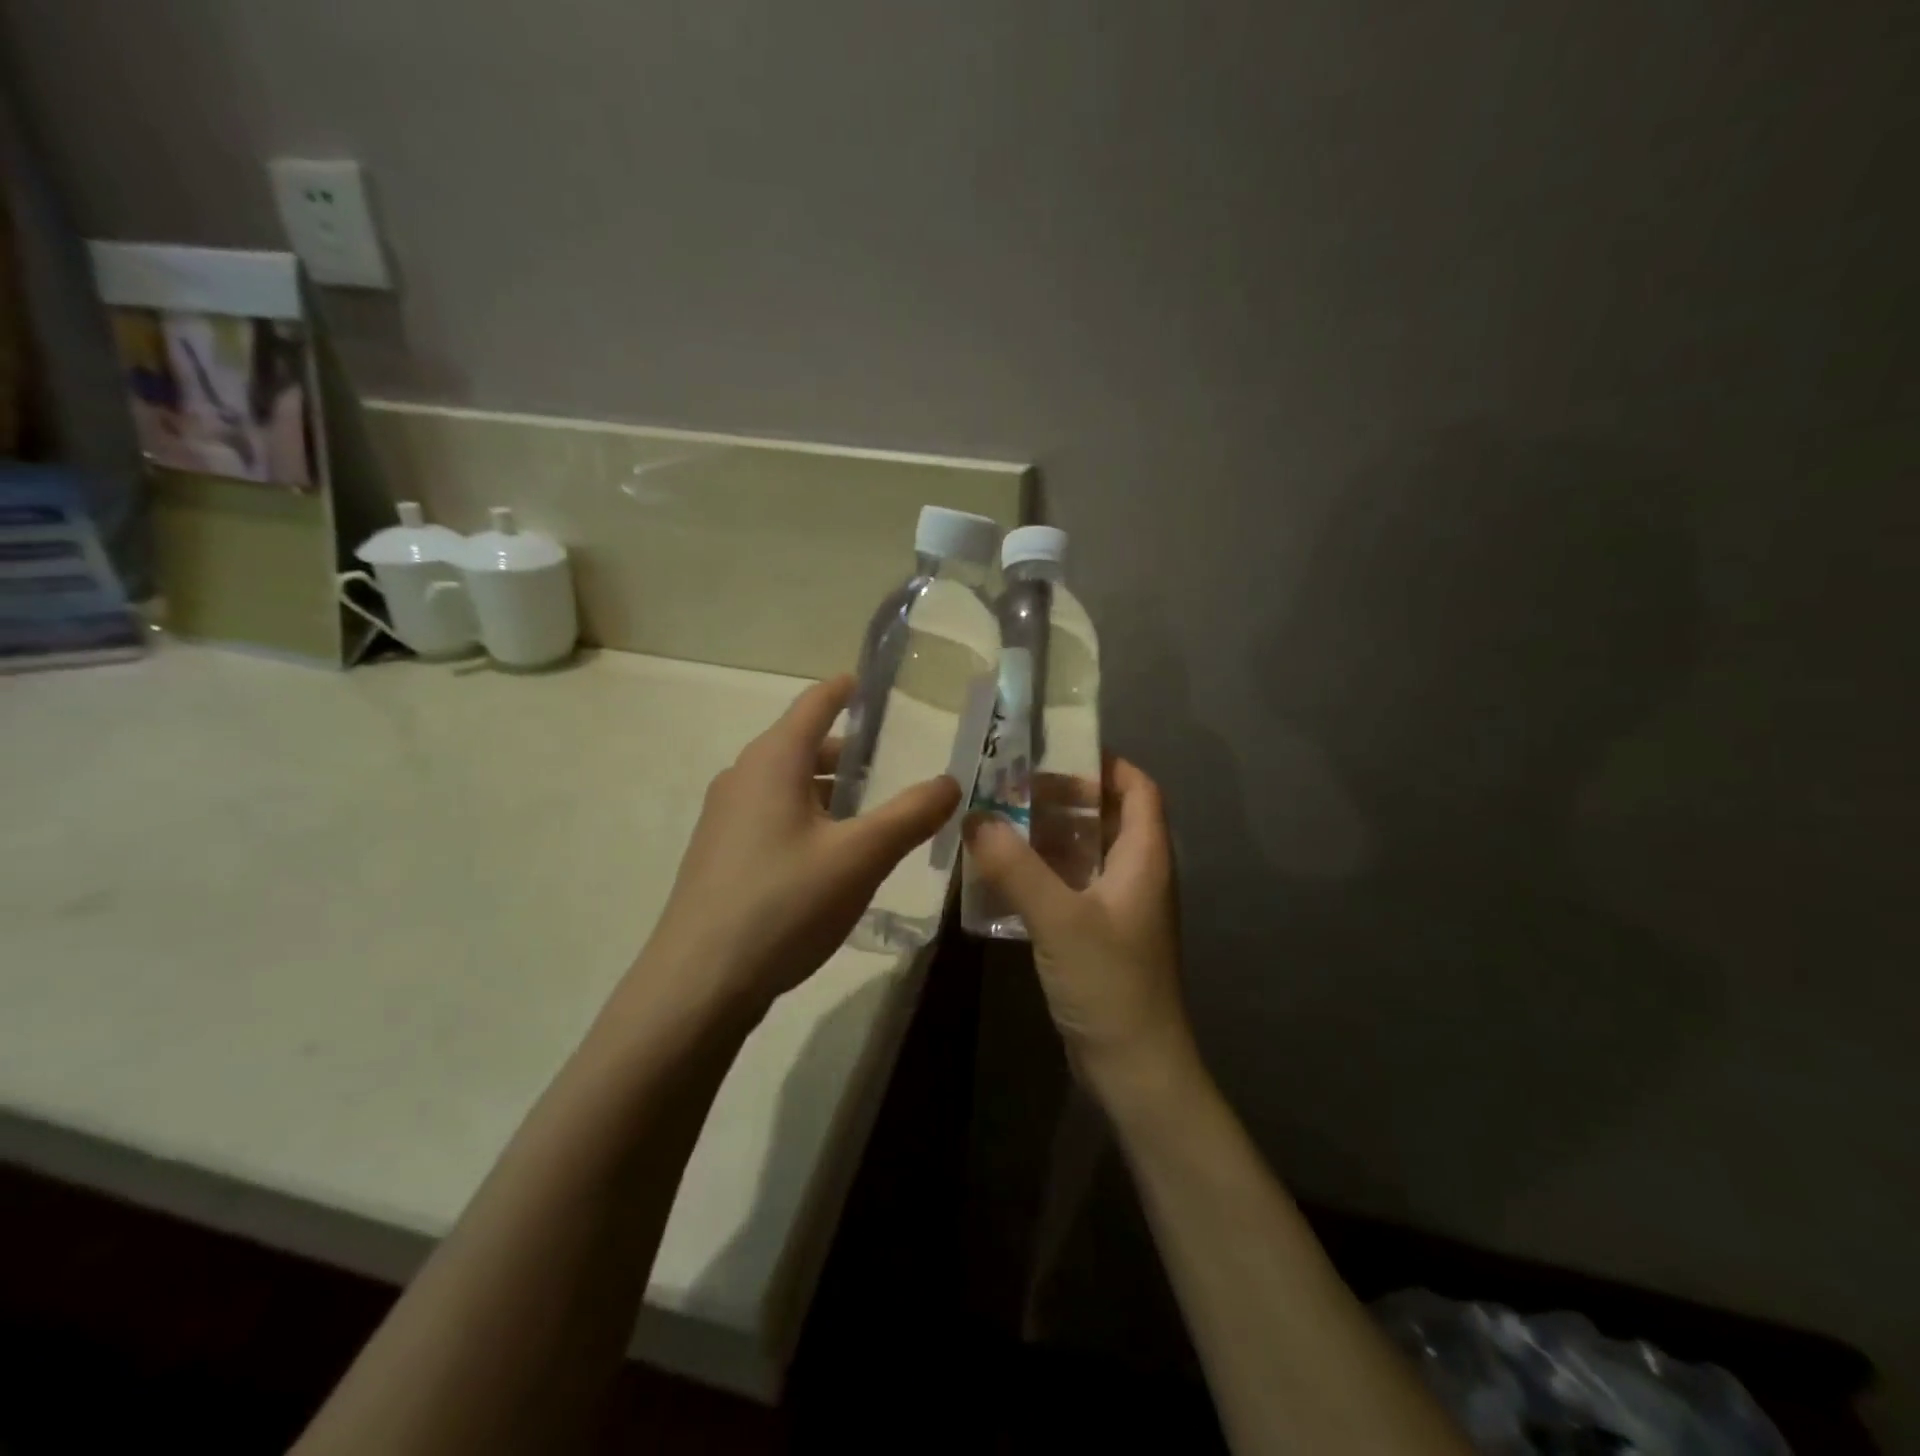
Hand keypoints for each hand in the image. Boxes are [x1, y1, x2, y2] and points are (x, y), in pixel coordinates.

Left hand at [637, 675, 960, 1017]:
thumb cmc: (783, 904)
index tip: (877, 683)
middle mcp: (743, 777)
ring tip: (877, 811)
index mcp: (773, 761)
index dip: (847, 689)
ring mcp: (726, 818)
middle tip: (900, 761)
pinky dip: (811, 818)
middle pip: (805, 746)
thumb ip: (911, 815)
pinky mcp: (722, 855)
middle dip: (852, 751)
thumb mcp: (860, 857)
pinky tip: (836, 855)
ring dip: (833, 790)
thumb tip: (951, 782)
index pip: (815, 703)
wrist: (699, 983)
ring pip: (791, 786)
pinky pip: (776, 817)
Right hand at [963, 758, 1194, 1099]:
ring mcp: (1118, 907)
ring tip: (997, 826)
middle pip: (1106, 817)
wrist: (1134, 1067)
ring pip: (1084, 853)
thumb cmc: (1109, 983)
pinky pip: (1071, 887)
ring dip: (1046, 837)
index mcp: (1144, 857)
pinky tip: (1002, 877)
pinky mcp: (1098, 935)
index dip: (1105, 765)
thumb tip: (975, 817)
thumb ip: (1015, 866)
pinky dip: (1042, 873)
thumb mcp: (1059, 918)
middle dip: (1063, 799)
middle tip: (1010, 791)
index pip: (1138, 789)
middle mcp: (1136, 874)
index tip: (1055, 755)